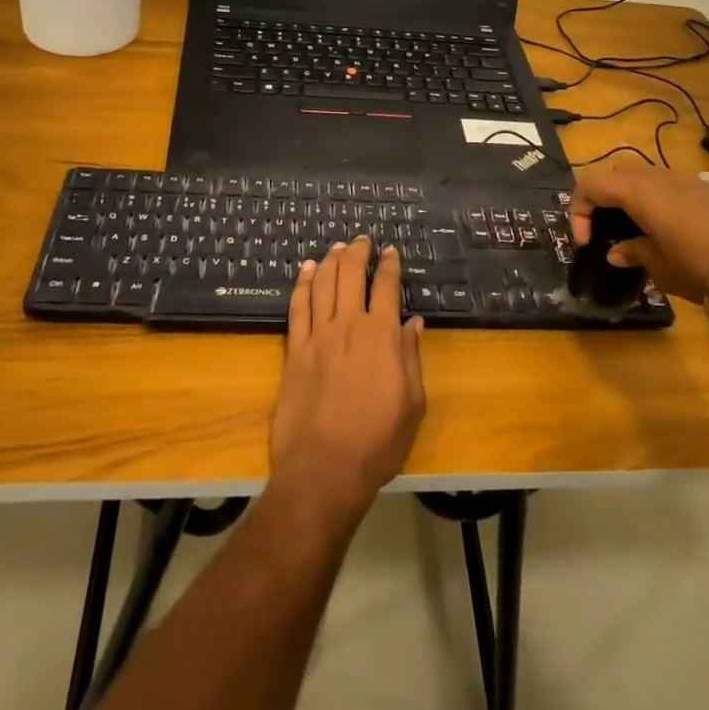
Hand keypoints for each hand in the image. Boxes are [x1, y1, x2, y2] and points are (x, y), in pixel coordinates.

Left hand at [270, 237, 425, 522]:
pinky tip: (305, 271)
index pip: (387, 287)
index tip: (391, 251)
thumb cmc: (378, 441)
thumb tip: (413, 322)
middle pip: (351, 275)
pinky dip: (302, 284)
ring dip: (330, 261)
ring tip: (336, 248)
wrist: (324, 469)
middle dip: (358, 252)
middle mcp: (349, 326)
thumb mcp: (412, 403)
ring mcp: (318, 336)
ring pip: (323, 284)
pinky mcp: (295, 351)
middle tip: (362, 240)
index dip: (390, 265)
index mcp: (383, 336)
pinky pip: (297, 307)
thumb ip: (411, 357)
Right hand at [570, 163, 708, 307]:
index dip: (578, 211)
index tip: (586, 243)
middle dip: (603, 200)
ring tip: (637, 233)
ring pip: (644, 178)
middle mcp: (657, 176)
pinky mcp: (708, 189)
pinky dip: (657, 203)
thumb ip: (633, 253)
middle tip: (605, 231)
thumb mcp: (659, 266)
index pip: (589, 185)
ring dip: (631, 200)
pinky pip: (669, 187)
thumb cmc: (700, 263)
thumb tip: (616, 252)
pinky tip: (670, 233)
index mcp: (636, 191)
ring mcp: (685, 179)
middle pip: (615, 175)